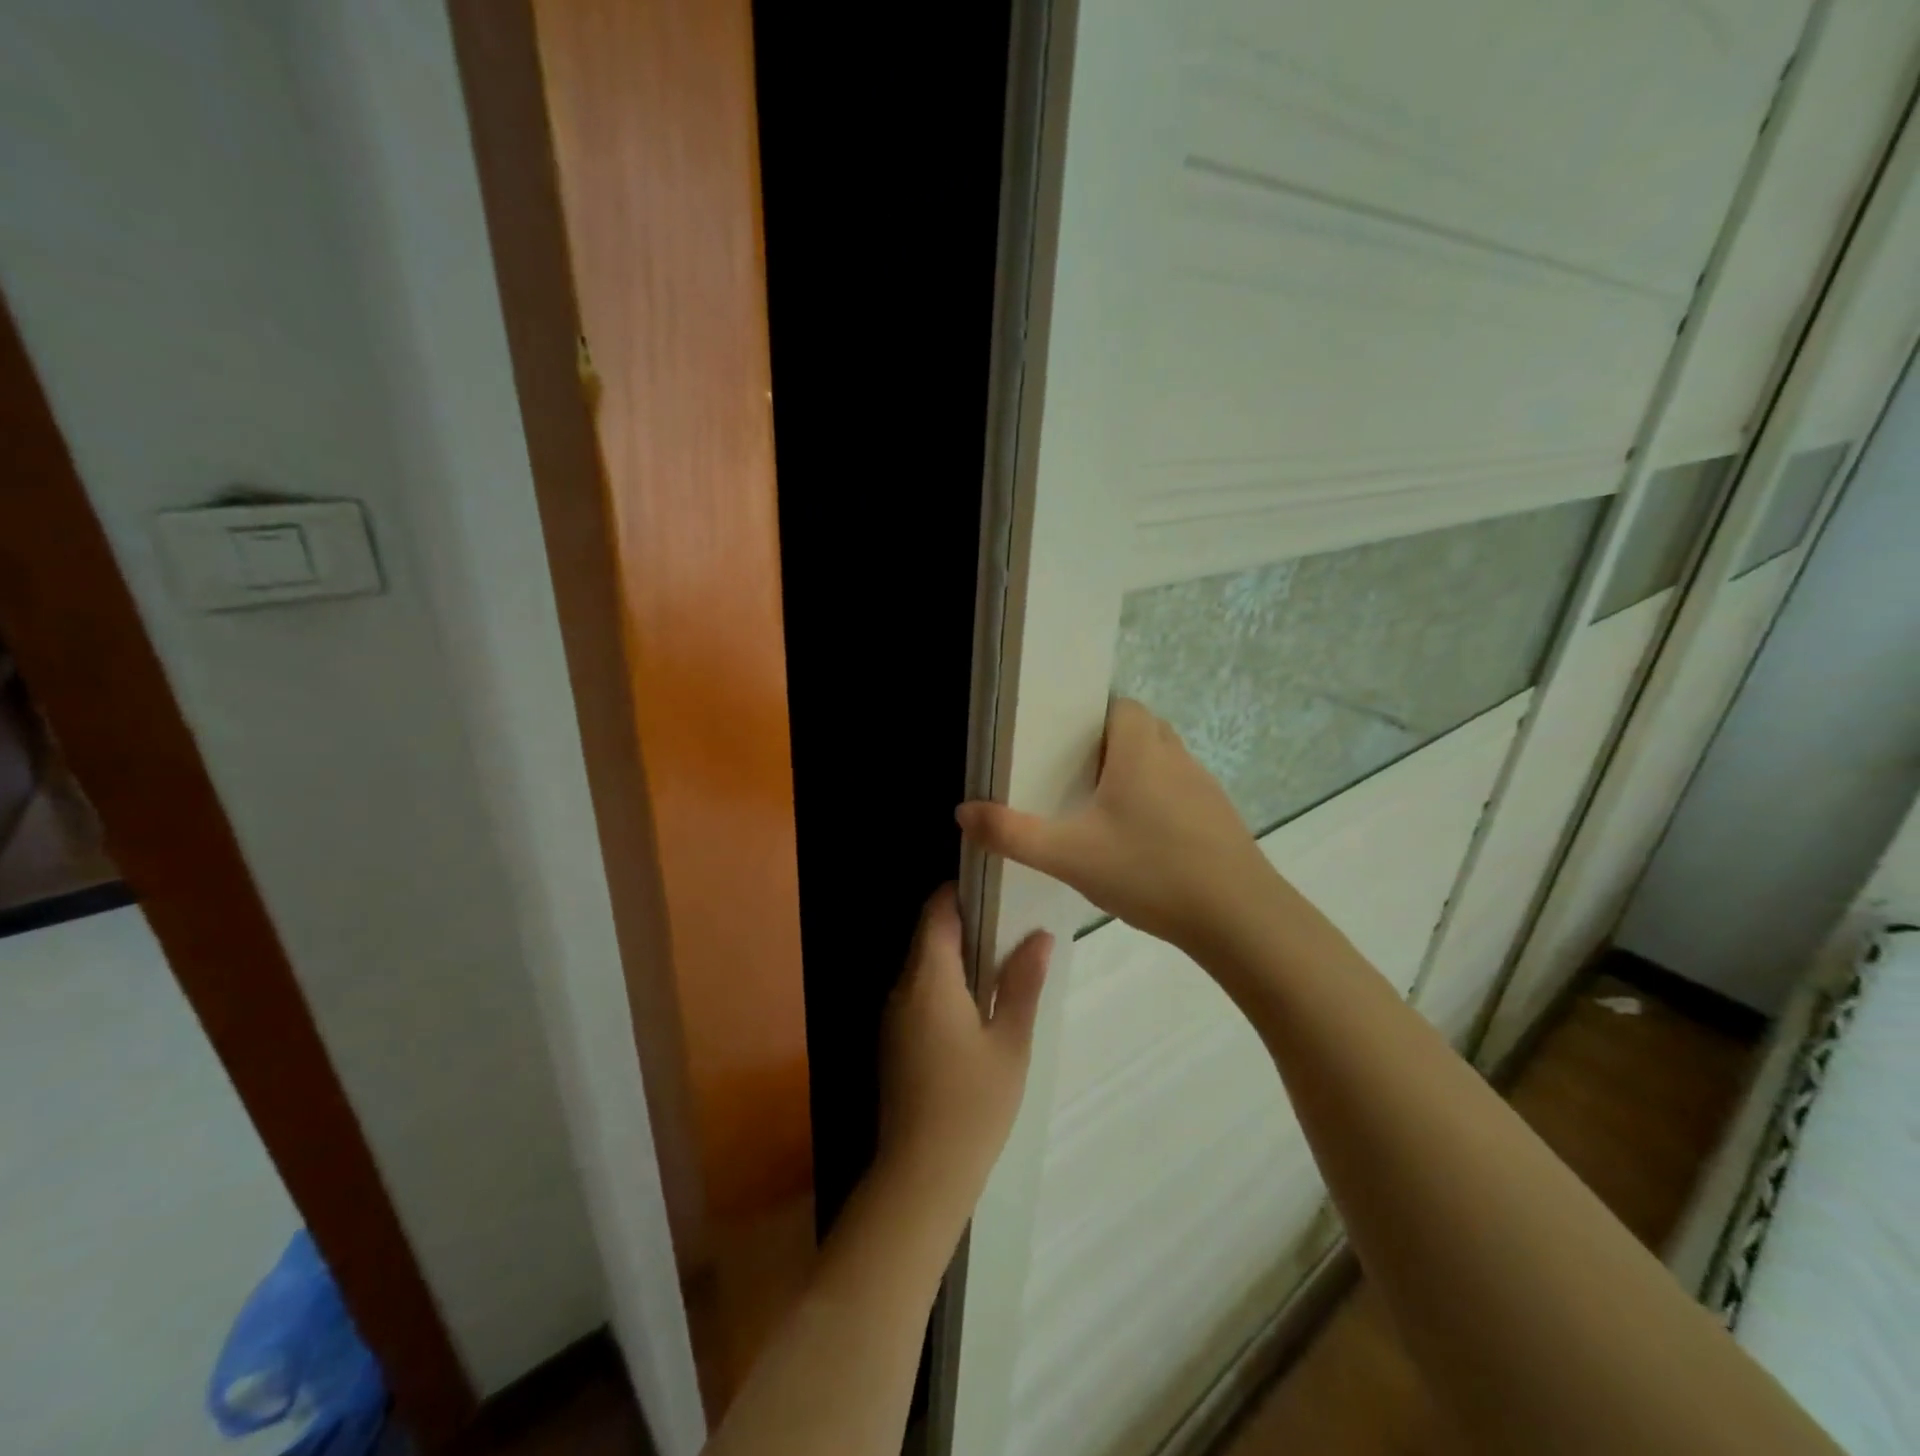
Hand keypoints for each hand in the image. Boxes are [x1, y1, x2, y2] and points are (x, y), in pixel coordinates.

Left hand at [876, 886, 1051, 1218]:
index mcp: (929, 979)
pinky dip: (946, 984)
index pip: (936, 911)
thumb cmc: (973, 1105)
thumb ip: (1022, 984)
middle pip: (928, 936)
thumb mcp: (1010, 1042)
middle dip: (966, 924)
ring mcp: (894, 1017)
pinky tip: (979, 1005)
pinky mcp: (894, 1042)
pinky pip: (919, 994)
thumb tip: (1040, 936)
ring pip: (923, 966)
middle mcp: (903, 989)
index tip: (998, 890)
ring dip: (957, 956)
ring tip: (1004, 963)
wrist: (921, 1176)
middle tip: (1013, 927)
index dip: (962, 893)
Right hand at [955, 698, 1277, 958]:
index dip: (1092, 718)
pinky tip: (1142, 845)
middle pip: (1142, 730)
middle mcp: (1176, 757)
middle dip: (1109, 747)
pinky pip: (1182, 794)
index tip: (1064, 745)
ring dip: (1137, 775)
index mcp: (1141, 750)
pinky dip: (1160, 804)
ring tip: (1103, 812)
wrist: (1238, 918)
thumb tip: (963, 812)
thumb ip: (1012, 834)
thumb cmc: (1148, 871)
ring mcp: (1205, 788)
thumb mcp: (1068, 856)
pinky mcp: (1220, 819)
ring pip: (1164, 762)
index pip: (1120, 706)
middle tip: (1075, 779)